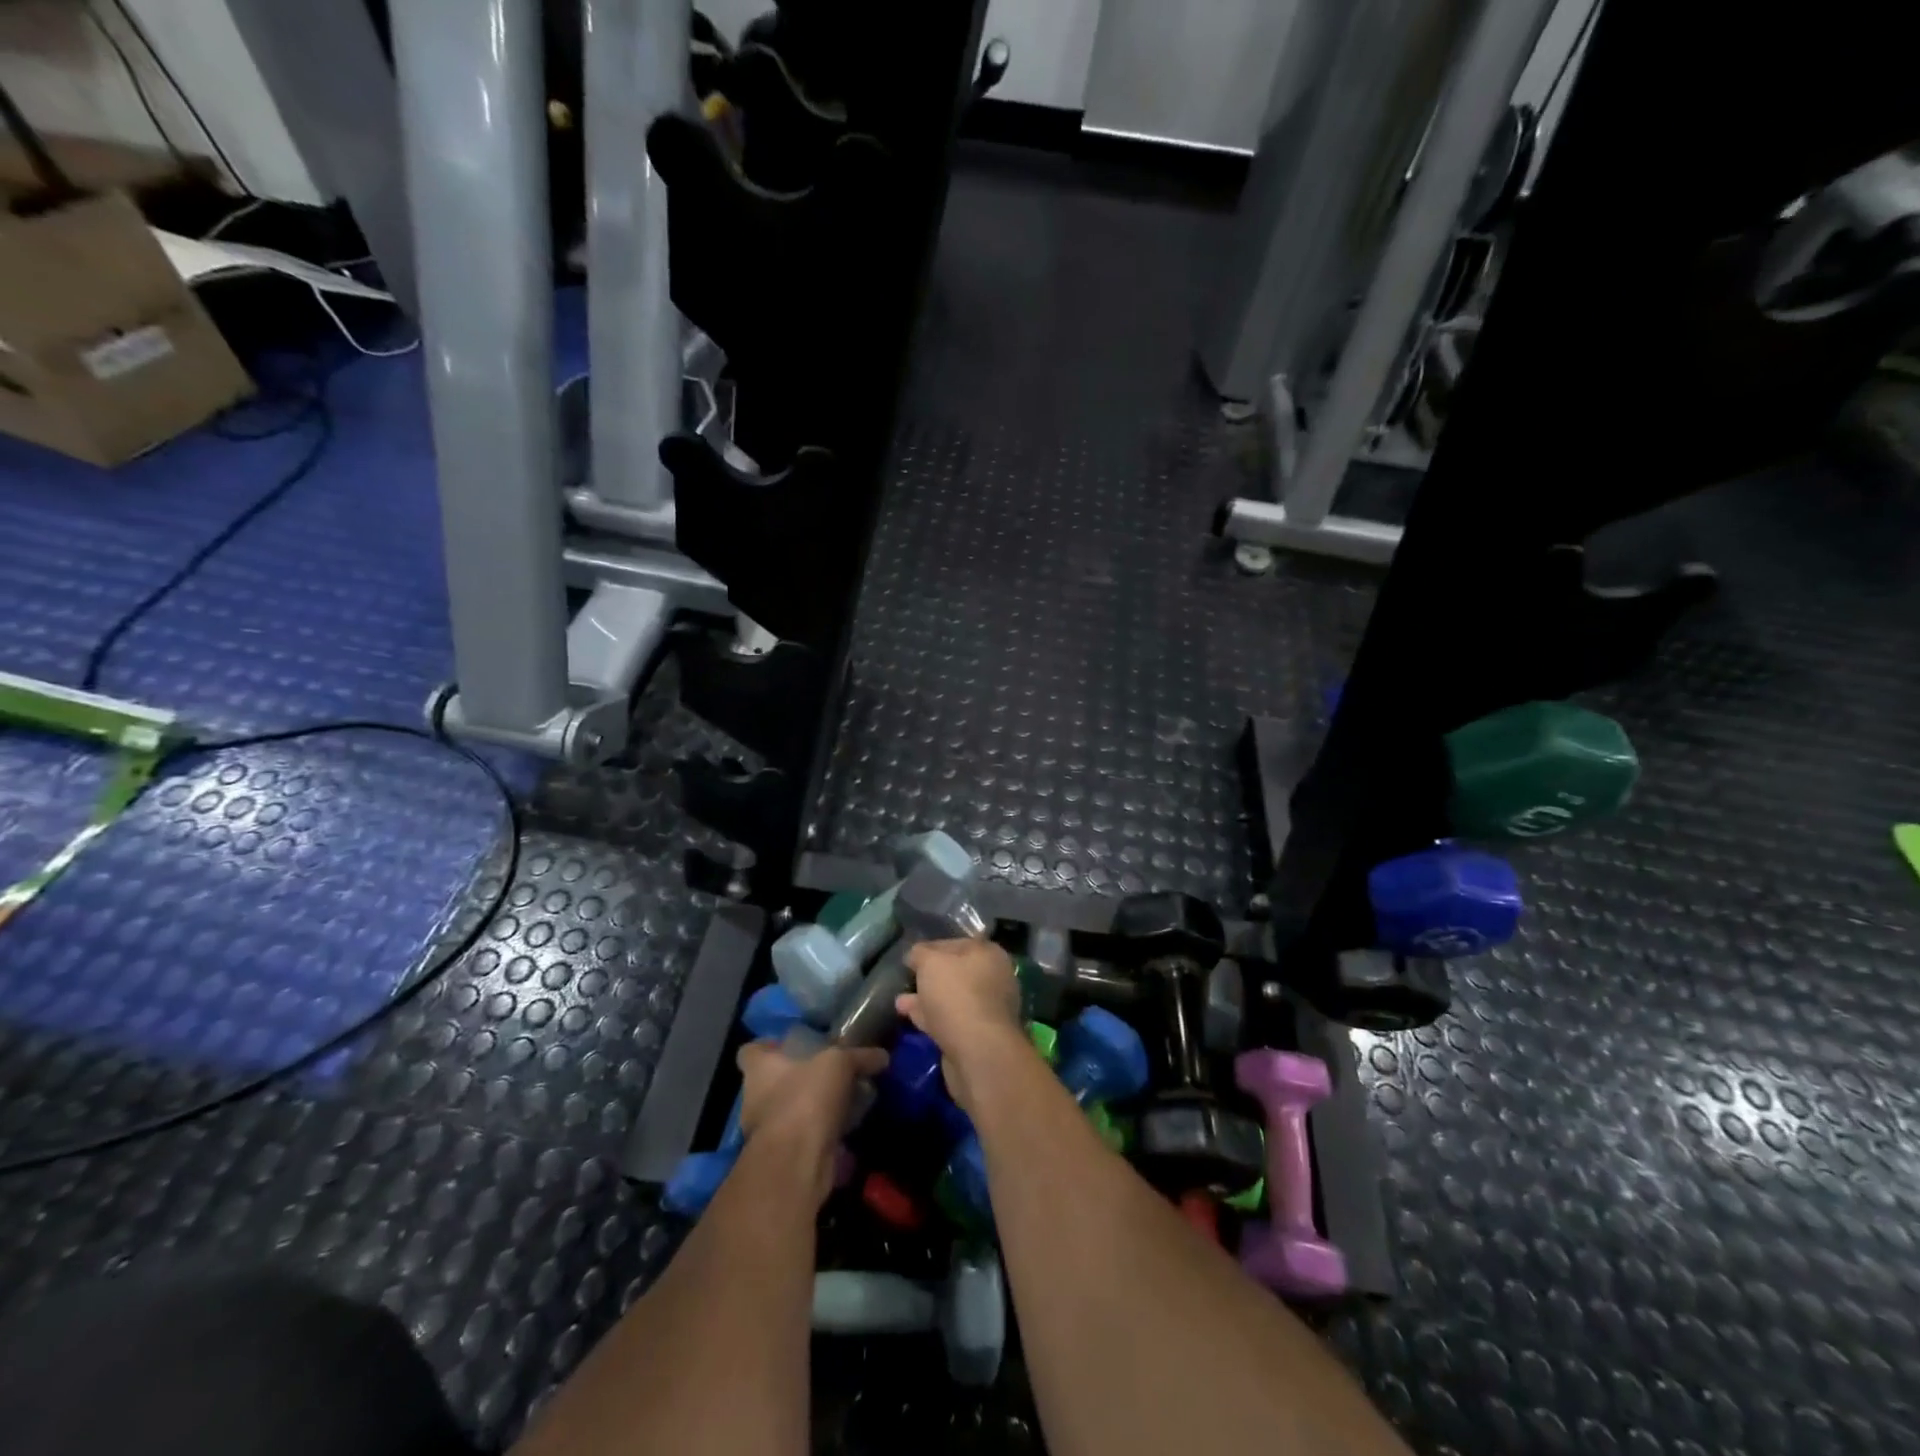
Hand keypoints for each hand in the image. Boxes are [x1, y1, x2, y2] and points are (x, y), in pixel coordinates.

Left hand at [737, 1035, 886, 1202]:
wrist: (797, 1162)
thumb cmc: (806, 1098)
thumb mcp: (839, 1063)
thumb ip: (859, 1057)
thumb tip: (882, 1056)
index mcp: (759, 1070)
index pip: (751, 1051)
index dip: (769, 1046)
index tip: (792, 1045)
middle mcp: (755, 1099)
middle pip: (773, 1082)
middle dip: (798, 1079)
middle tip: (829, 1072)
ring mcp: (767, 1132)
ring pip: (790, 1111)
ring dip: (812, 1108)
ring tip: (844, 1099)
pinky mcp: (784, 1157)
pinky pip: (805, 1137)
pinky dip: (823, 1133)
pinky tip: (848, 1127)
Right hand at [897, 938, 1027, 1112]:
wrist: (978, 1051)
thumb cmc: (956, 994)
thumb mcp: (931, 962)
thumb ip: (920, 953)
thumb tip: (915, 955)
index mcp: (989, 953)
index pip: (955, 943)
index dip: (931, 948)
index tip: (910, 958)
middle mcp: (993, 978)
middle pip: (956, 972)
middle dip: (929, 977)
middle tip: (906, 980)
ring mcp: (987, 1009)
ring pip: (951, 998)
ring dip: (926, 999)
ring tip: (900, 1002)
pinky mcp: (978, 1036)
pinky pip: (949, 1020)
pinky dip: (930, 1017)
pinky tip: (909, 1017)